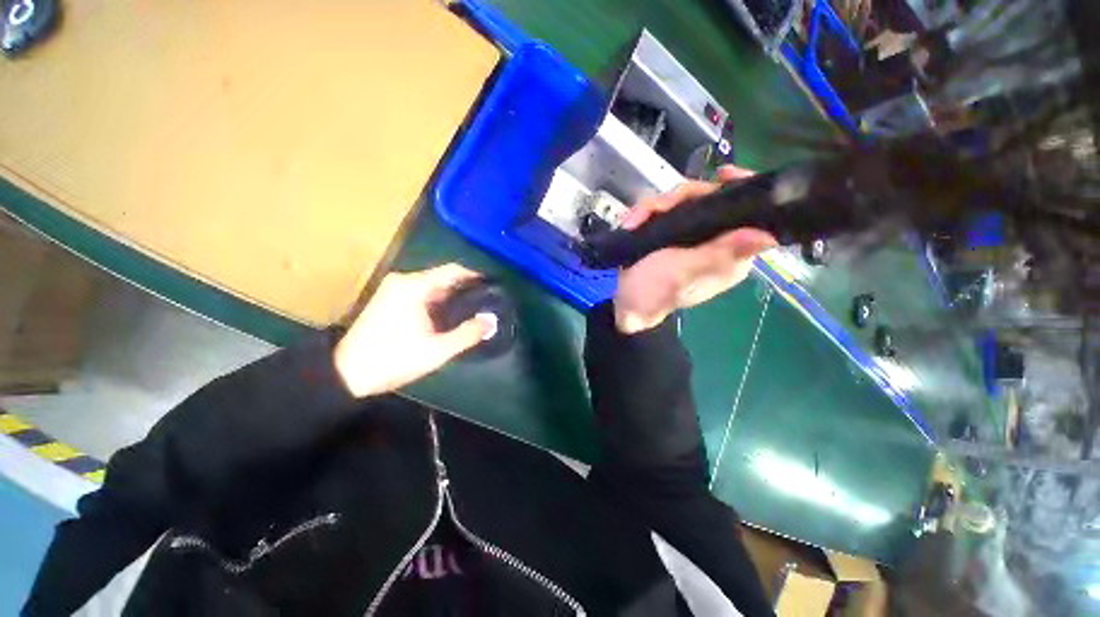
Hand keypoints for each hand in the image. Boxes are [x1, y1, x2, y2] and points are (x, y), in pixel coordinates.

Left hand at [334, 264, 493, 397]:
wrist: (346, 373)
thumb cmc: (393, 359)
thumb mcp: (437, 350)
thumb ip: (468, 334)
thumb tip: (491, 321)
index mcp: (414, 287)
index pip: (453, 270)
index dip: (475, 276)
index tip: (493, 287)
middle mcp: (403, 281)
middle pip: (442, 277)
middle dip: (465, 288)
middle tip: (486, 302)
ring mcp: (393, 288)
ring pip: (432, 285)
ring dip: (451, 295)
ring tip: (472, 309)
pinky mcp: (388, 299)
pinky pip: (421, 292)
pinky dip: (437, 300)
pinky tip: (448, 315)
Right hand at [613, 165, 777, 333]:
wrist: (621, 302)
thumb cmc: (652, 292)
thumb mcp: (683, 273)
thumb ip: (718, 255)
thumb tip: (769, 237)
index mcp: (729, 254)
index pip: (748, 215)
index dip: (741, 189)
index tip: (722, 174)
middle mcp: (715, 242)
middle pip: (711, 199)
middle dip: (680, 198)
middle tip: (657, 208)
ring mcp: (690, 236)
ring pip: (684, 201)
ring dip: (655, 207)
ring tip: (635, 220)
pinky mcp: (670, 234)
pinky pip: (663, 211)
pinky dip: (645, 213)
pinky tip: (632, 222)